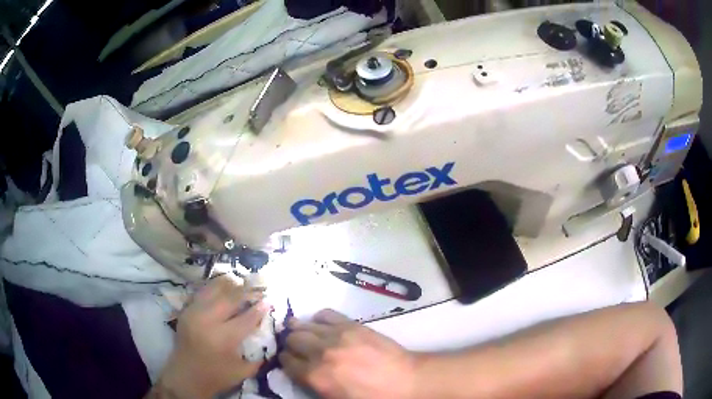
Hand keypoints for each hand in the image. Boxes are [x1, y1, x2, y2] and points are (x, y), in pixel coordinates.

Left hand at [156, 276, 267, 398]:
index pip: (246, 318)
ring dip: (230, 286)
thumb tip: (268, 336)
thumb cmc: (216, 377)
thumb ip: (258, 355)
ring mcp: (194, 312)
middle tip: (257, 290)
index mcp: (223, 338)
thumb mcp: (242, 371)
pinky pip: (202, 293)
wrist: (185, 377)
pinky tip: (223, 289)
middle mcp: (207, 320)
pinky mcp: (186, 311)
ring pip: (214, 289)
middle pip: (230, 298)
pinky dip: (214, 289)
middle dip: (246, 293)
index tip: (269, 301)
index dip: (259, 309)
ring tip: (241, 284)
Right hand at [279, 309, 417, 398]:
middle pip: (292, 340)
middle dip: (291, 344)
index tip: (289, 360)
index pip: (286, 362)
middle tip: (297, 348)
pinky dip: (319, 318)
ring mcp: (336, 336)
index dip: (285, 360)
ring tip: (302, 333)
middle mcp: (320, 353)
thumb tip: (302, 372)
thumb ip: (314, 385)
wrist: (404, 380)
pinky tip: (321, 324)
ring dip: (299, 330)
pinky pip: (326, 314)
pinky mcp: (352, 325)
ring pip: (304, 325)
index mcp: (316, 377)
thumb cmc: (371, 397)